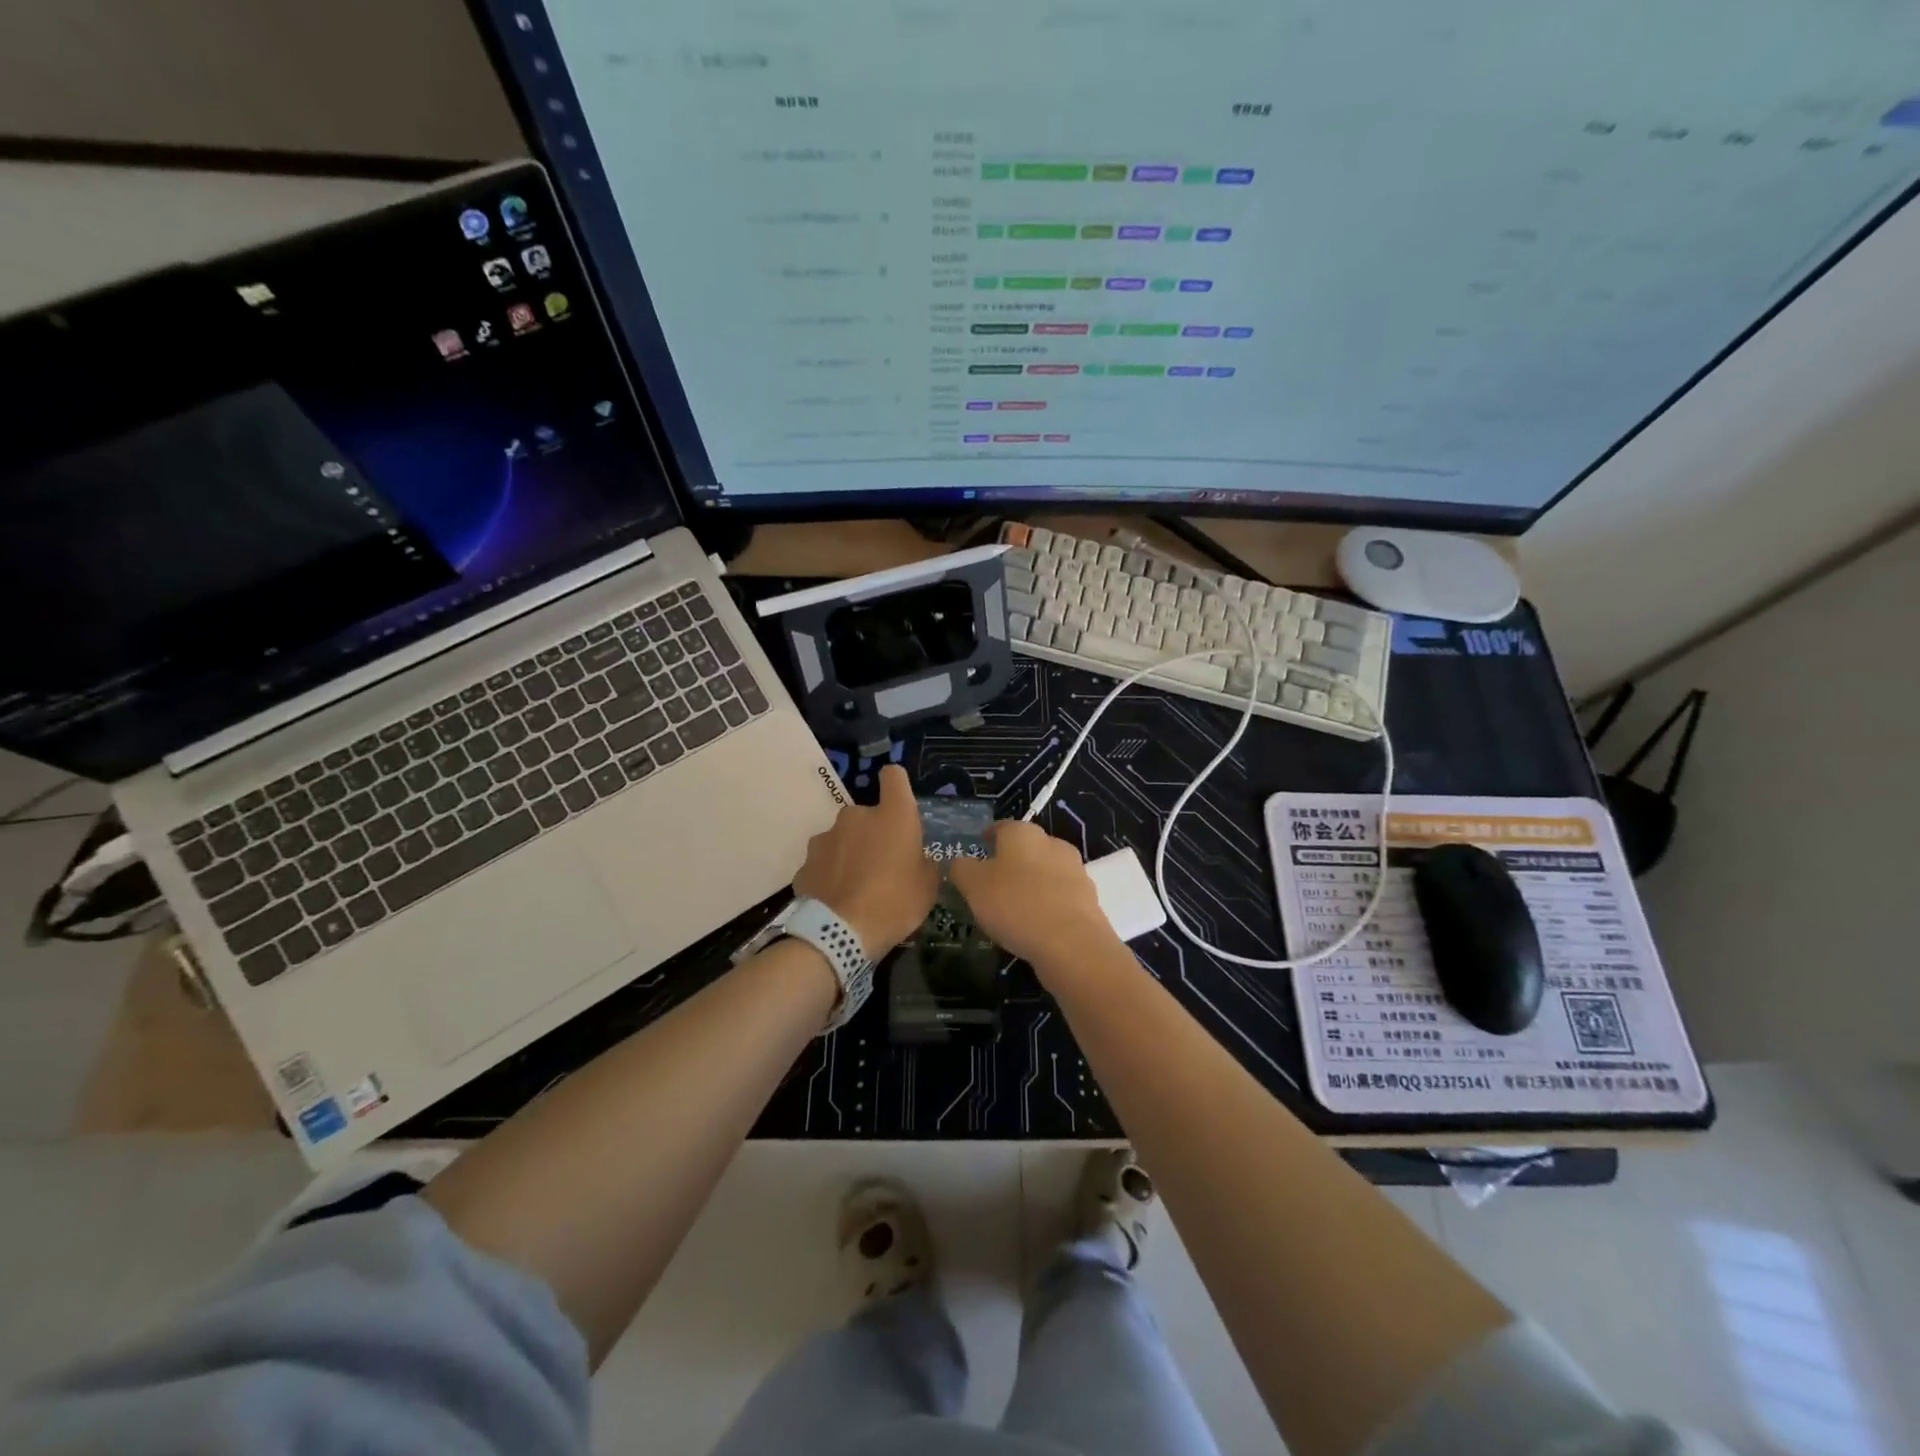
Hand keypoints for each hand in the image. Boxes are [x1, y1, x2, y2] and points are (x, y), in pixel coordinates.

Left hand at [793, 765, 939, 957]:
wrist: (839, 935)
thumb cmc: (895, 903)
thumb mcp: (928, 887)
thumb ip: (925, 864)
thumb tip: (920, 860)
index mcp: (893, 815)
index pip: (894, 776)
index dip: (897, 785)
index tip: (899, 802)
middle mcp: (855, 816)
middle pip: (867, 815)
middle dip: (873, 834)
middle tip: (882, 866)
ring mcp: (825, 838)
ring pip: (843, 839)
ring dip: (850, 853)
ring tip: (857, 887)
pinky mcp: (805, 863)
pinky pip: (824, 864)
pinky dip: (830, 875)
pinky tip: (837, 900)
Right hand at [948, 820, 1116, 971]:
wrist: (1072, 944)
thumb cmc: (1016, 905)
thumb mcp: (973, 886)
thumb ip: (961, 869)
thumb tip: (957, 862)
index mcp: (1023, 833)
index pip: (1000, 827)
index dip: (987, 838)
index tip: (978, 850)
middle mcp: (1052, 843)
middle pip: (1025, 848)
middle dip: (1010, 862)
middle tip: (991, 883)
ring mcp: (1075, 870)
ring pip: (1044, 872)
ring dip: (1030, 883)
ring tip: (1012, 907)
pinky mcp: (1088, 898)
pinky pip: (1059, 896)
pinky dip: (1046, 904)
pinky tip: (1035, 924)